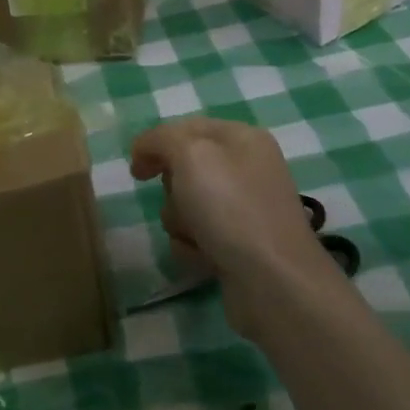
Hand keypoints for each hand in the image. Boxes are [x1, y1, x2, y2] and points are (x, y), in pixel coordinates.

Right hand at [129, 118, 347, 340]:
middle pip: (184, 169)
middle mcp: (247, 169)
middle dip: (172, 189)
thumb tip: (144, 150)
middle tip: (183, 201)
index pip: (187, 128)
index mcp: (243, 138)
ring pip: (186, 206)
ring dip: (180, 222)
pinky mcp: (239, 245)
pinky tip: (206, 258)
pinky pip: (198, 237)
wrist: (273, 281)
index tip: (135, 171)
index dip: (156, 144)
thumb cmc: (231, 208)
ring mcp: (244, 210)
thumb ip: (162, 139)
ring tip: (198, 236)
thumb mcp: (191, 155)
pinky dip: (193, 248)